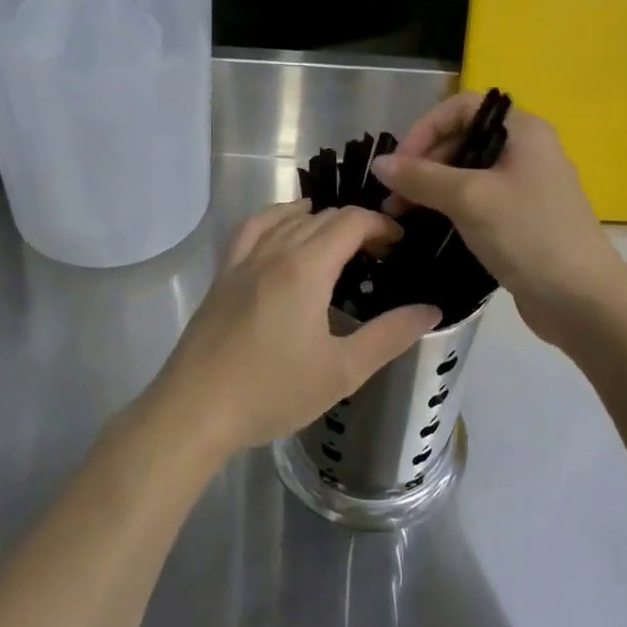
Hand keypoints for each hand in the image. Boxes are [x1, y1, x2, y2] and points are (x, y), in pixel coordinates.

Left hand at [153, 201, 441, 458]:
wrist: (195, 410)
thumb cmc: (272, 391)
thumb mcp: (342, 371)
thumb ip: (389, 336)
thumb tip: (431, 310)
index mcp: (306, 268)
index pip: (351, 221)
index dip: (381, 225)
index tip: (400, 245)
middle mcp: (274, 250)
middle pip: (323, 217)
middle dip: (357, 225)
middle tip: (379, 255)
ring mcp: (243, 259)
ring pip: (288, 217)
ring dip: (320, 220)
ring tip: (341, 241)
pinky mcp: (224, 273)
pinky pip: (252, 227)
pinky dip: (276, 217)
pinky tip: (285, 229)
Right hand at [371, 93, 626, 344]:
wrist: (582, 300)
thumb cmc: (528, 235)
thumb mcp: (469, 199)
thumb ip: (421, 177)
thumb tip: (379, 164)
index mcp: (523, 130)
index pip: (462, 108)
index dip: (426, 128)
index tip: (401, 162)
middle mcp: (526, 150)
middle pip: (462, 139)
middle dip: (424, 162)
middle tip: (394, 195)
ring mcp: (525, 186)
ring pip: (467, 173)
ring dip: (431, 188)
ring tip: (400, 214)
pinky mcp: (520, 218)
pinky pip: (477, 200)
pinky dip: (449, 208)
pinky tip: (427, 226)